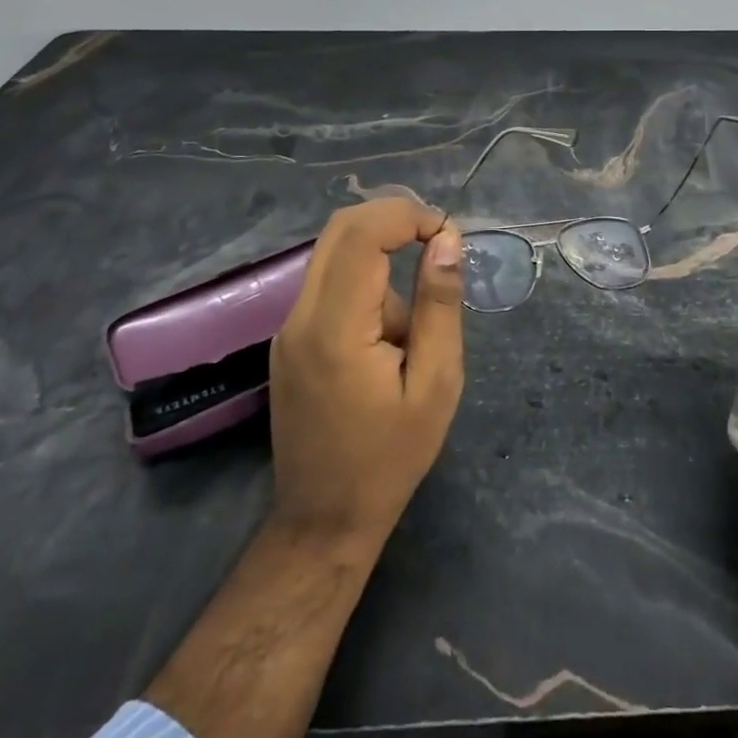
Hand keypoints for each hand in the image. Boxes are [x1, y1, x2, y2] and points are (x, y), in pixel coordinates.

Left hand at [267, 197, 464, 556]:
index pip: (362, 234)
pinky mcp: (290, 340)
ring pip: (335, 253)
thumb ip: (439, 306)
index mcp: (335, 328)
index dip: (408, 215)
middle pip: (340, 229)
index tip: (448, 235)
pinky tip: (389, 344)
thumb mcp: (436, 384)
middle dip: (394, 219)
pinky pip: (329, 284)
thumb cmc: (390, 458)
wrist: (323, 521)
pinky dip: (367, 284)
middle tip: (439, 243)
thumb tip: (446, 240)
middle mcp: (301, 317)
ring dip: (383, 260)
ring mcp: (289, 328)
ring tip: (412, 334)